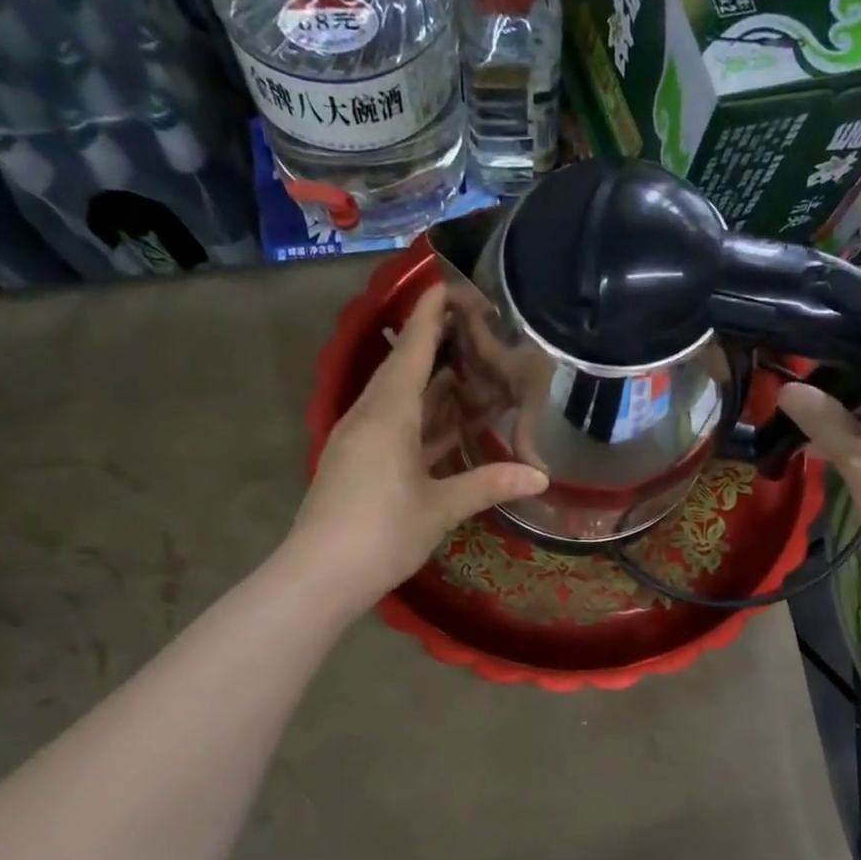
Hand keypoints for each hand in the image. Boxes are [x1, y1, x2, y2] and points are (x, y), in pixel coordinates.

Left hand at [290, 283, 548, 610]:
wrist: (319, 576)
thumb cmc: (381, 533)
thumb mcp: (441, 508)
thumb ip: (489, 484)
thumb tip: (540, 476)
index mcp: (387, 414)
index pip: (411, 349)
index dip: (429, 315)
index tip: (446, 283)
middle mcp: (368, 417)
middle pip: (401, 368)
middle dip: (432, 344)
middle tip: (471, 327)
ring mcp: (358, 441)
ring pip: (396, 399)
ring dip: (427, 384)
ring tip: (465, 369)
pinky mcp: (356, 464)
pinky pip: (391, 425)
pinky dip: (419, 418)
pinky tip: (443, 424)